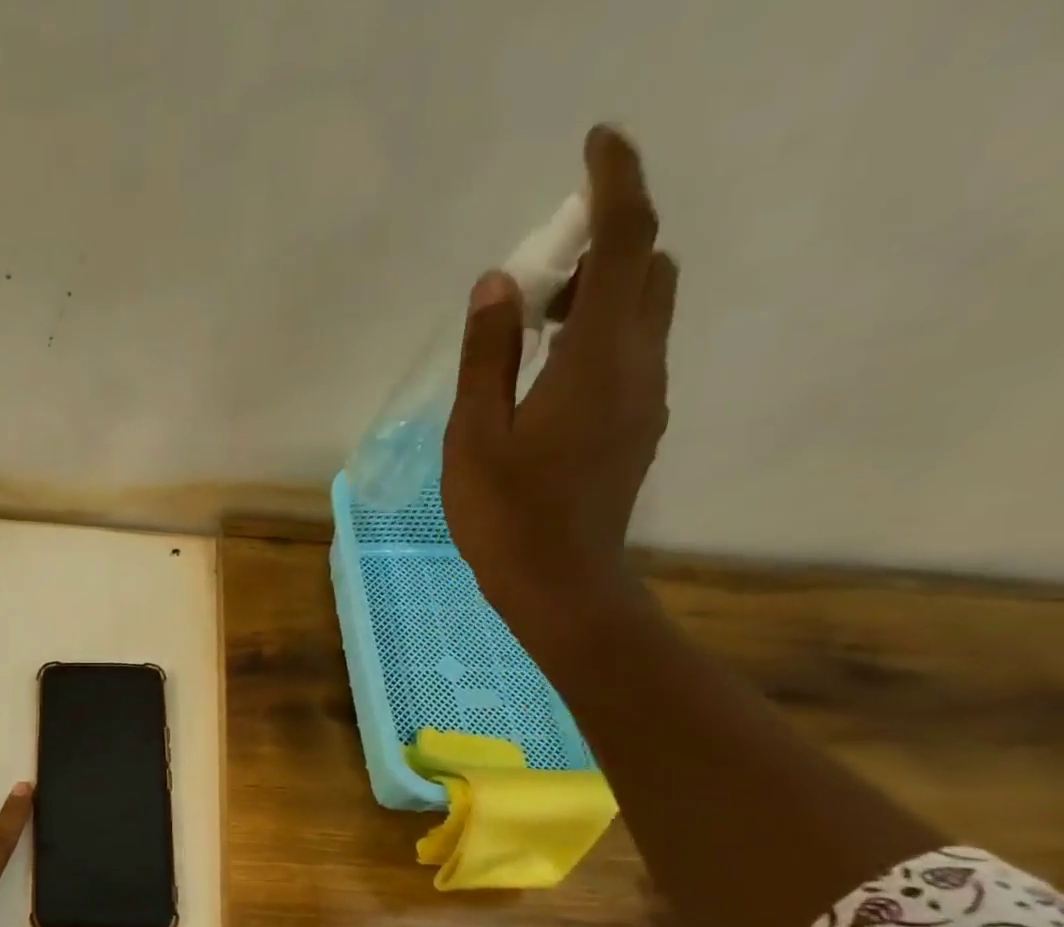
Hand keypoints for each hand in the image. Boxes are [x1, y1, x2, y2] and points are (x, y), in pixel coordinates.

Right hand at [441, 125, 676, 641]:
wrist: (561, 584)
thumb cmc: (506, 516)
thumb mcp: (475, 437)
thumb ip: (487, 356)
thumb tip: (498, 283)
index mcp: (595, 360)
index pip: (626, 242)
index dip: (616, 183)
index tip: (596, 144)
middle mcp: (638, 366)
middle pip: (649, 268)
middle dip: (605, 245)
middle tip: (539, 278)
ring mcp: (647, 399)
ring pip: (646, 311)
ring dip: (601, 294)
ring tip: (533, 334)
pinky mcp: (640, 427)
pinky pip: (634, 353)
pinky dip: (601, 335)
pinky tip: (548, 379)